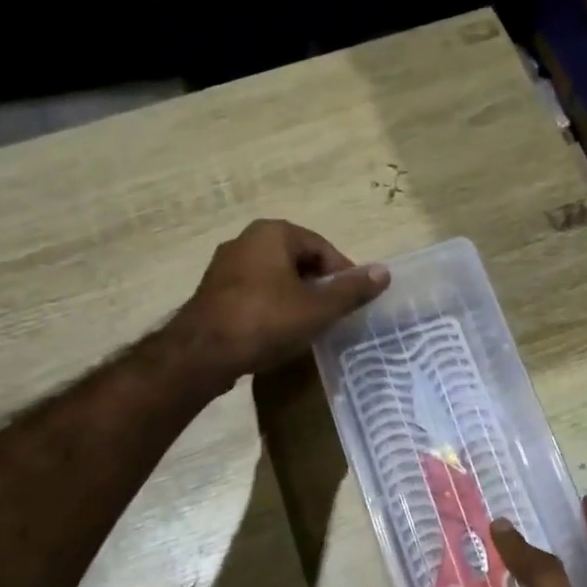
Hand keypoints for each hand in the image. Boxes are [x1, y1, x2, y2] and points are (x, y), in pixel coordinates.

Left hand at [170, 219, 387, 388]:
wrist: (202, 353)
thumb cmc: (265, 322)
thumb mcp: (318, 308)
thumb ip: (352, 290)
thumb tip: (385, 272)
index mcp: (273, 233)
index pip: (322, 248)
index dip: (343, 275)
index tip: (353, 303)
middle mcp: (246, 239)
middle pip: (298, 261)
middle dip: (319, 287)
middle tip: (333, 316)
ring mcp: (225, 266)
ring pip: (276, 278)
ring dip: (296, 298)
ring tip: (308, 327)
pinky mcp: (213, 292)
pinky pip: (254, 293)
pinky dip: (272, 308)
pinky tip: (277, 333)